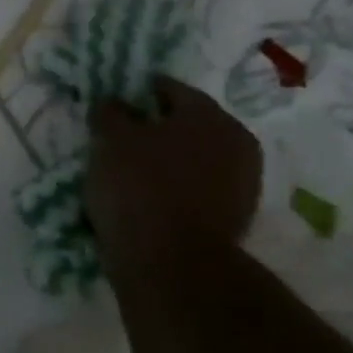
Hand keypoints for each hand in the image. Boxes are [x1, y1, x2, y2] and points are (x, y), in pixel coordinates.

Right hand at [87, 76, 262, 254]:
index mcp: (211, 116)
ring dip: (165, 161)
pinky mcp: (233, 218)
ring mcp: (241, 183)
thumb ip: (111, 113)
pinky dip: (173, 188)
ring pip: (193, 159)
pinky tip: (145, 198)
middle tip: (119, 138)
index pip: (170, 89)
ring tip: (128, 171)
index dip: (138, 92)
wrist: (171, 263)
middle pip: (187, 125)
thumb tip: (114, 101)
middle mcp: (237, 143)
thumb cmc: (139, 186)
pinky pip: (195, 190)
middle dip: (155, 128)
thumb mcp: (111, 140)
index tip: (114, 103)